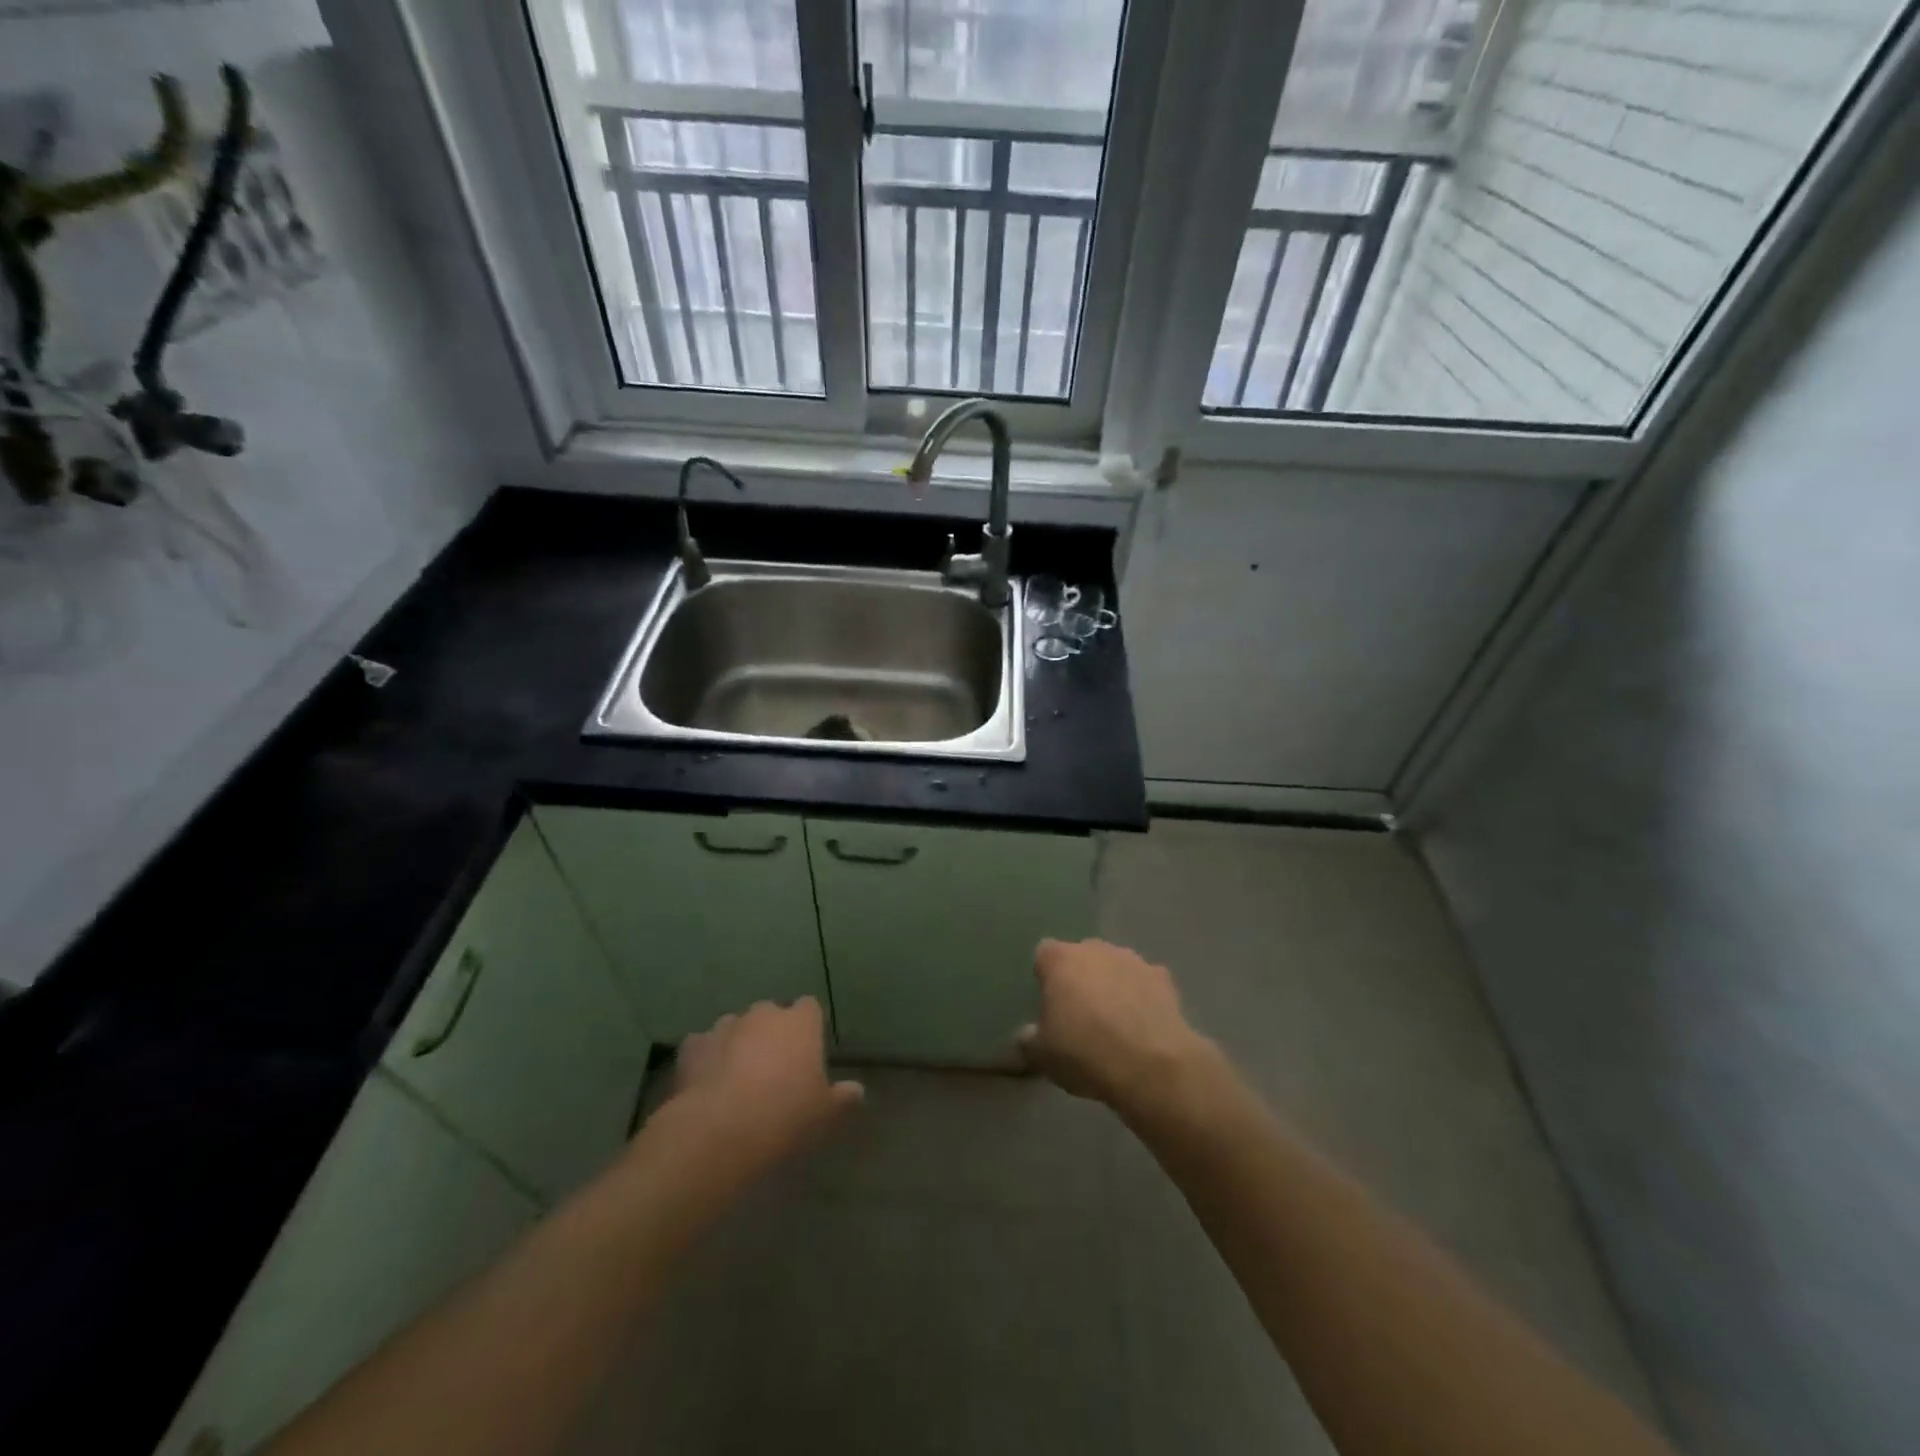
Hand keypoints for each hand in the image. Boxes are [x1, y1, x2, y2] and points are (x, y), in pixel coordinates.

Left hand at [664, 998, 863, 1182]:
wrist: (719, 1130)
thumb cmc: (784, 1115)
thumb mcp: (824, 1113)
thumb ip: (842, 1097)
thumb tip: (857, 1091)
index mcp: (800, 1023)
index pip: (810, 1008)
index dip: (808, 1028)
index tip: (808, 1053)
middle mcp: (763, 1014)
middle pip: (771, 1015)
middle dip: (771, 1034)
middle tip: (773, 1070)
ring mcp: (725, 1026)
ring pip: (736, 1028)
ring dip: (738, 1044)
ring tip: (737, 1079)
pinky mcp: (693, 1046)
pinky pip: (703, 1047)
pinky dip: (706, 1059)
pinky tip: (707, 1085)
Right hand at [1018, 939, 1216, 1113]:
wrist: (1151, 1065)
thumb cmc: (1085, 1052)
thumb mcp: (1042, 1056)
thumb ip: (1028, 1041)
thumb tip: (1025, 1037)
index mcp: (1060, 960)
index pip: (1043, 955)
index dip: (1044, 977)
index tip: (1048, 1005)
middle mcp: (1095, 949)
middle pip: (1081, 956)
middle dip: (1079, 978)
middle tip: (1079, 1014)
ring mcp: (1132, 959)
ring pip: (1114, 966)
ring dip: (1111, 984)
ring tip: (1114, 1022)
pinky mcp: (1163, 977)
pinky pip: (1144, 982)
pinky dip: (1141, 995)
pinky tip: (1142, 1024)